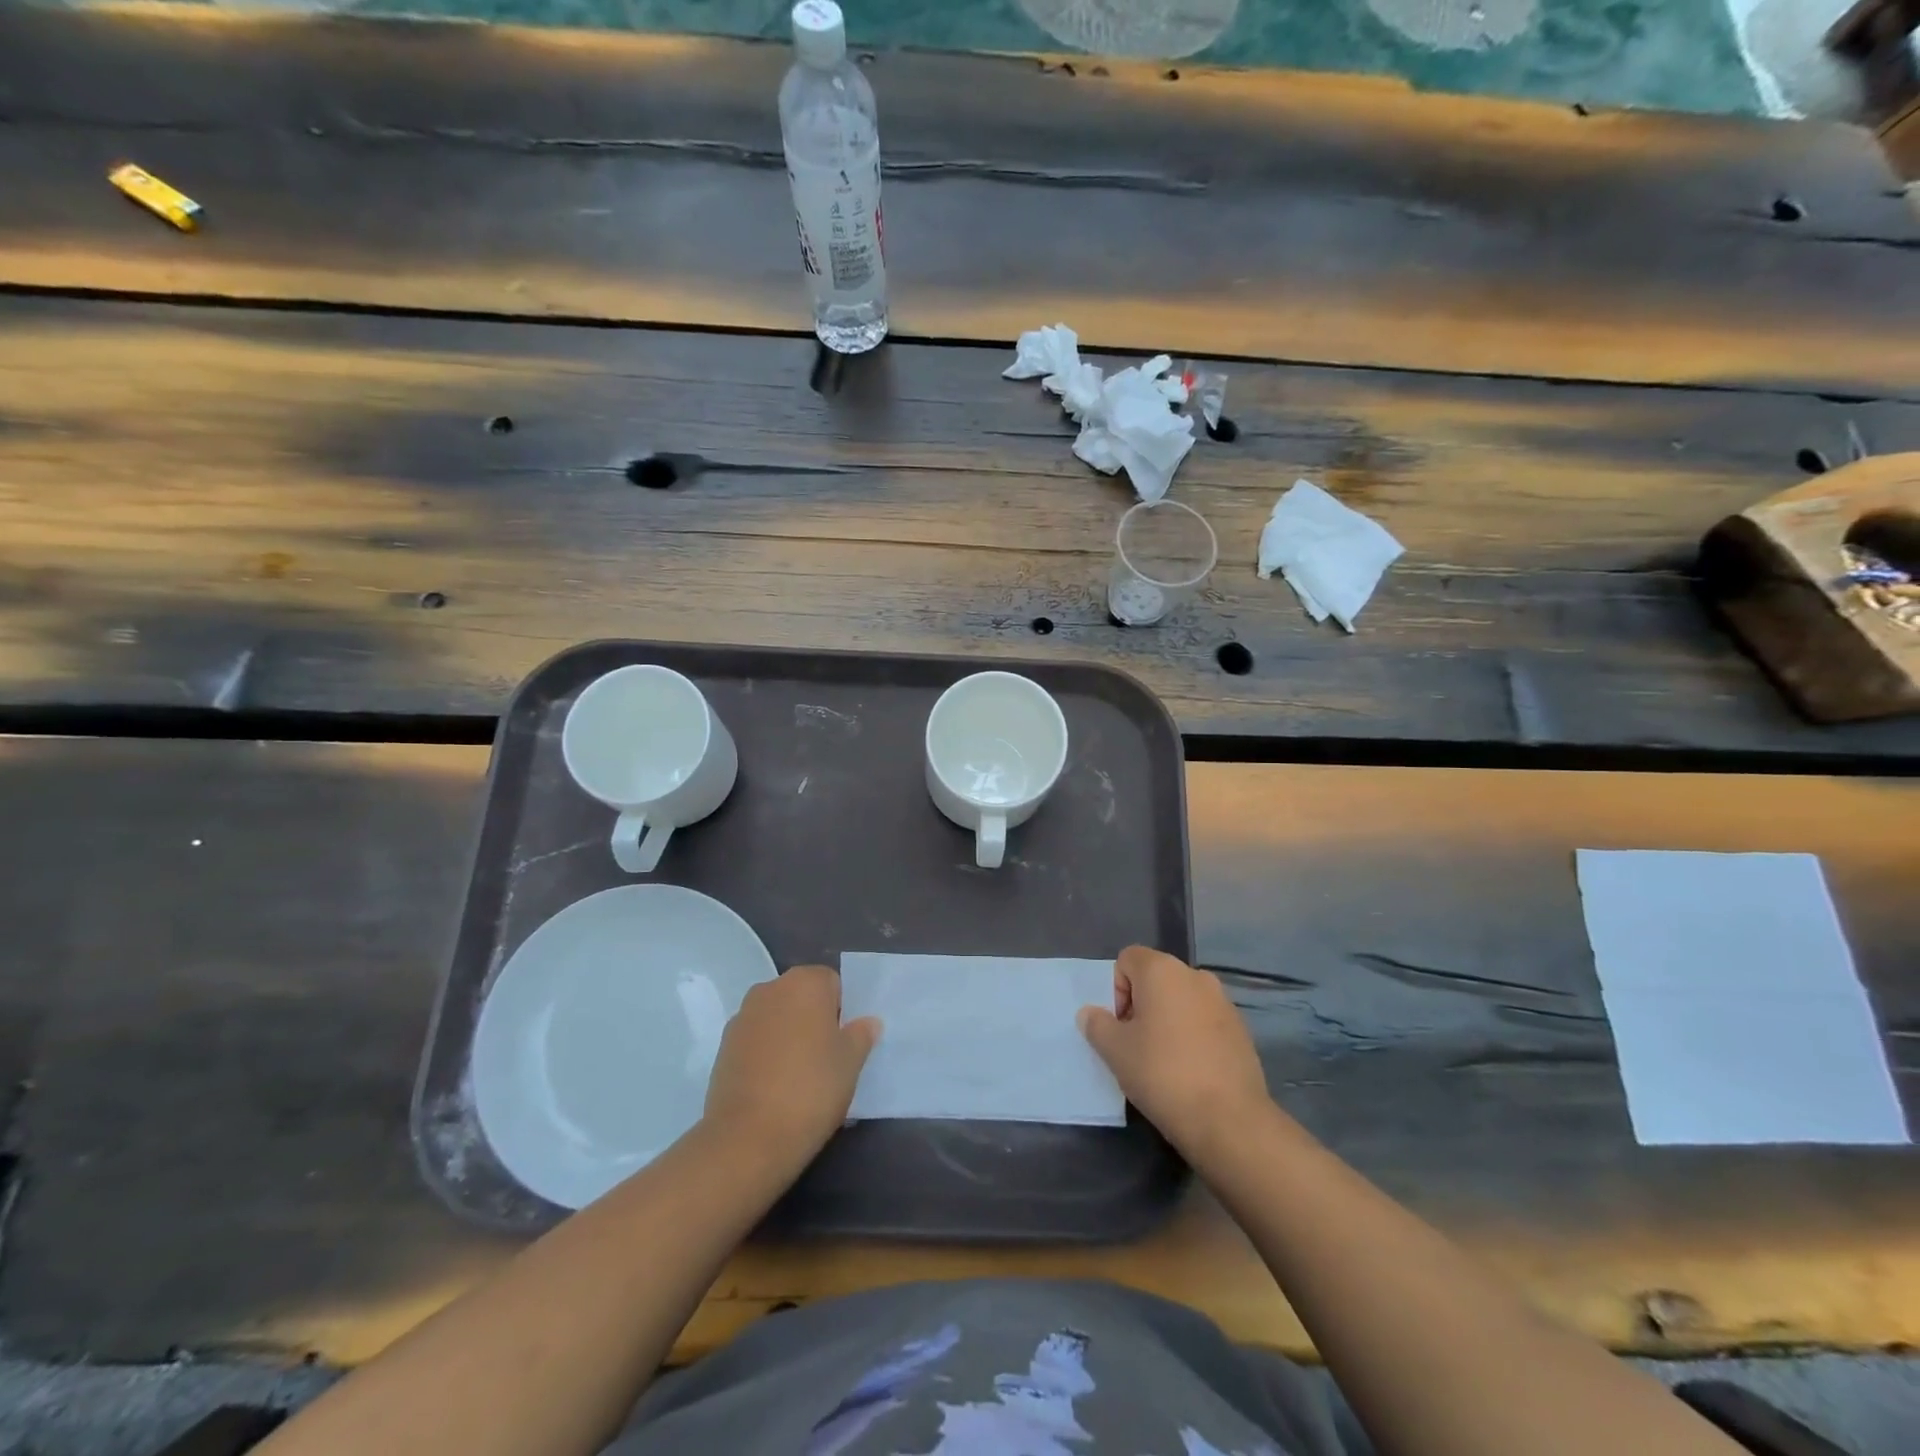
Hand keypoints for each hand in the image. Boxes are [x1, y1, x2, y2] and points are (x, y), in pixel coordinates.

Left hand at [703, 965, 879, 1162]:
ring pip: (777, 1018)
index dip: (842, 1011)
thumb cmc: (811, 1089)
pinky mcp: (723, 1046)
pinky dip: (765, 1054)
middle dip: (814, 1020)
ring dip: (788, 1036)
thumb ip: (861, 1035)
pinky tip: (773, 1087)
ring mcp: (742, 1017)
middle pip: (801, 997)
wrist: (748, 1138)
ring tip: (799, 1077)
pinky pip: (755, 1041)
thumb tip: (867, 1022)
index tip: (844, 1043)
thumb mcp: (851, 1063)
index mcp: (805, 982)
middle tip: (826, 1059)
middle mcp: (770, 989)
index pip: (832, 982)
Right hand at [1078, 946, 1270, 1158]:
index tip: (1120, 1027)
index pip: (1127, 960)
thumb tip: (1091, 1013)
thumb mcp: (1115, 1051)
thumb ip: (1097, 1024)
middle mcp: (1195, 976)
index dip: (1116, 990)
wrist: (1230, 1121)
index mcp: (1162, 970)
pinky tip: (1190, 1071)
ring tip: (1163, 1062)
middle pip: (1155, 979)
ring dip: (1167, 1021)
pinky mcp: (1241, 1030)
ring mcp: (1223, 1002)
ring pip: (1181, 1001)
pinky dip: (1192, 1036)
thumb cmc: (1163, 1074)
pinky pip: (1204, 1021)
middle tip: (1136, 1045)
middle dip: (1141, 1006)